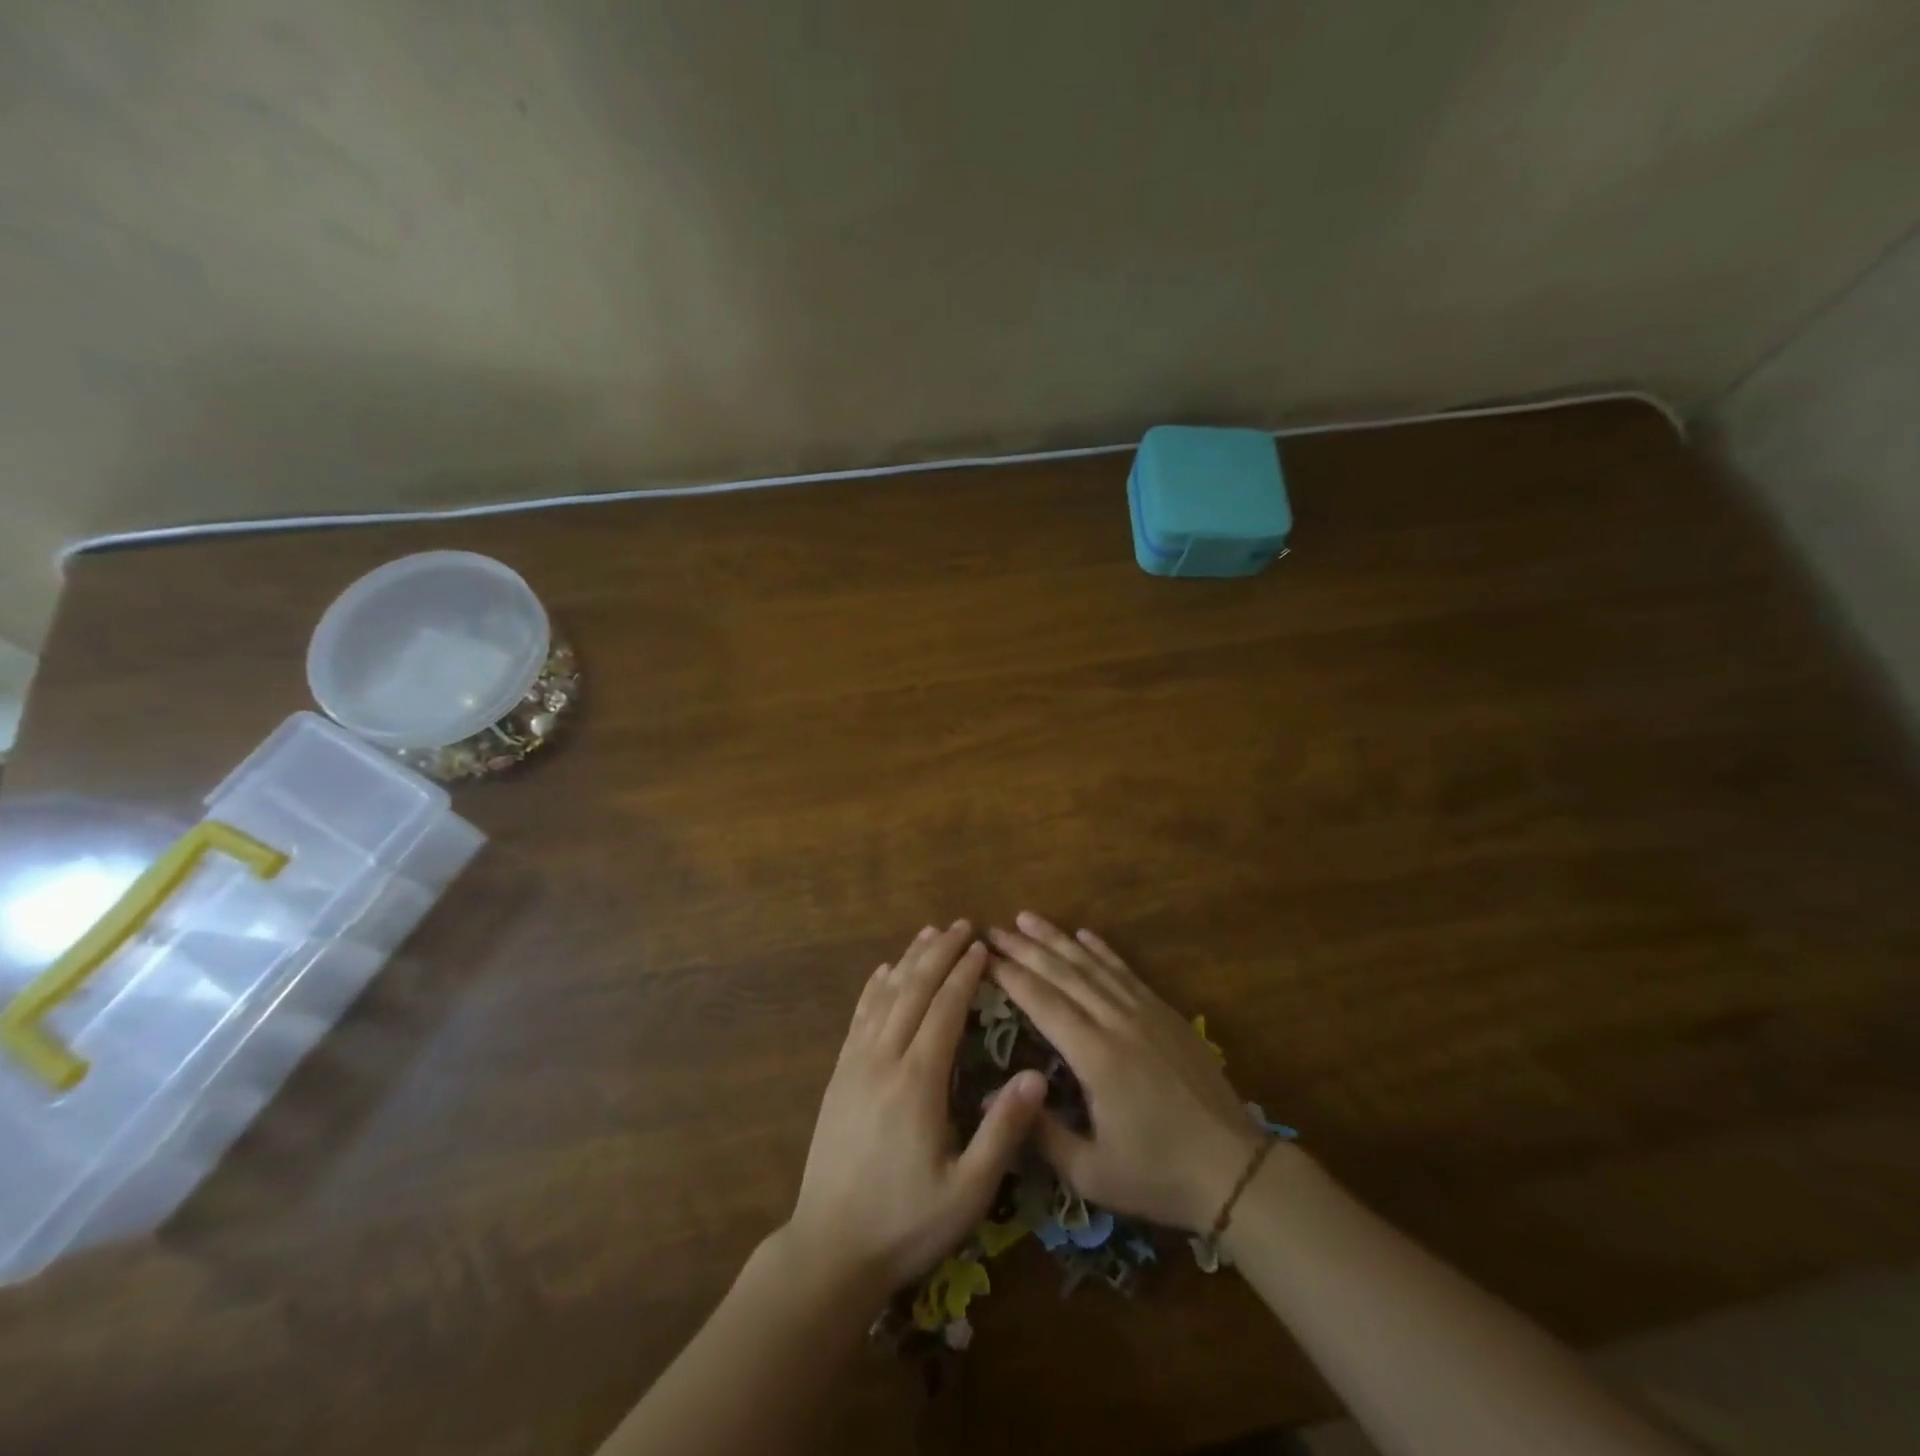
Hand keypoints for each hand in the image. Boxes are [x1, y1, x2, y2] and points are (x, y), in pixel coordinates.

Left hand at [787, 920, 1046, 1296]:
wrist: (830, 1251)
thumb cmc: (907, 1223)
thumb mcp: (969, 1191)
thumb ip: (1003, 1131)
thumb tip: (1038, 1076)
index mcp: (917, 1082)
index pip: (945, 1009)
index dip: (965, 974)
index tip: (983, 946)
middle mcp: (883, 1060)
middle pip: (913, 990)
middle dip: (939, 953)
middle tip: (962, 924)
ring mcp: (855, 1065)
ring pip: (884, 996)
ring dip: (908, 960)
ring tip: (929, 933)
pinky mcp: (838, 1076)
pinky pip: (858, 1017)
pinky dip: (874, 988)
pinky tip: (883, 972)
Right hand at [988, 912, 1263, 1231]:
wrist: (1235, 1170)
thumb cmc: (1157, 1175)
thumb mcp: (1091, 1172)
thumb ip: (1039, 1133)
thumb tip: (990, 1098)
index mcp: (1095, 1056)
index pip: (1042, 1002)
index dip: (1009, 975)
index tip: (982, 955)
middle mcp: (1117, 1022)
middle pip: (1063, 973)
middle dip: (1025, 948)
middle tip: (993, 928)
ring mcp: (1145, 1013)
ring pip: (1093, 965)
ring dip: (1058, 939)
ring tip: (1028, 918)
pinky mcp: (1167, 1014)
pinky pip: (1126, 972)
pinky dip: (1103, 950)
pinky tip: (1085, 935)